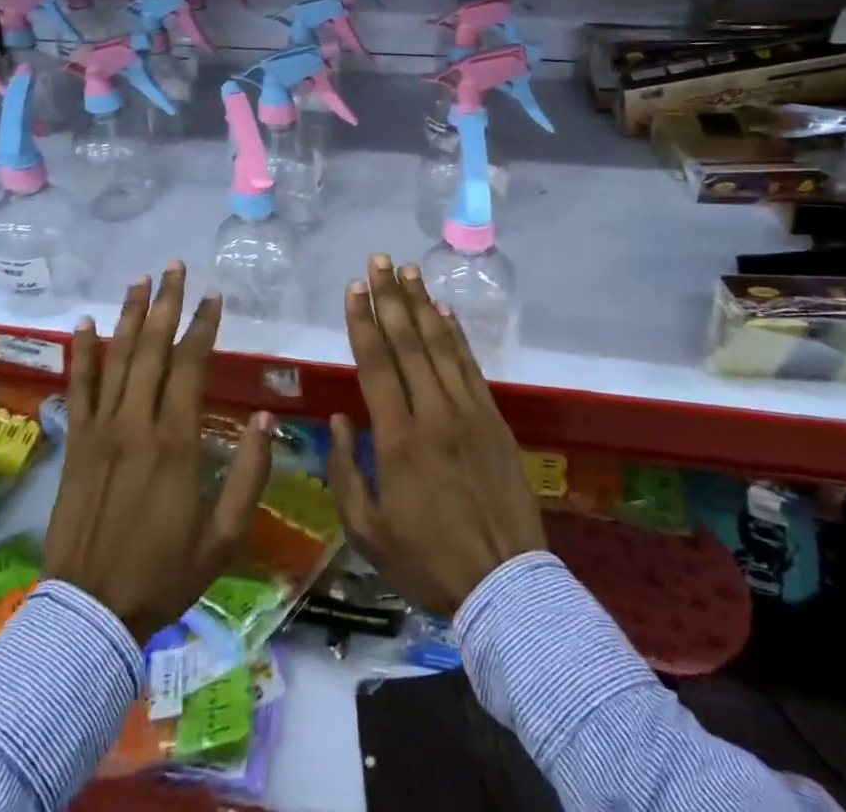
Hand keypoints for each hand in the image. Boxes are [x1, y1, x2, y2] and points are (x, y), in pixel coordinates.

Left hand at [42, 262, 274, 643]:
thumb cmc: (164, 573)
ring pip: (116, 357)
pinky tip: (85, 322)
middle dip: (166, 303)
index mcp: (175, 440)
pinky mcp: (76, 441)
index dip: (203, 326)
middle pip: (152, 348)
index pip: (190, 365)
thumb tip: (268, 419)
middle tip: (174, 267)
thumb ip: (249, 474)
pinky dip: (82, 352)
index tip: (213, 296)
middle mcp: (136, 422)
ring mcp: (100, 428)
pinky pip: (78, 386)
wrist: (90, 612)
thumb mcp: (224, 536)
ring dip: (130, 314)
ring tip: (140, 278)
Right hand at [327, 255, 545, 618]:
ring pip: (441, 347)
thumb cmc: (427, 561)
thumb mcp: (368, 531)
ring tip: (410, 271)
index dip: (364, 321)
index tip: (354, 288)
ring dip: (423, 305)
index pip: (376, 365)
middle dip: (391, 297)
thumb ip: (346, 471)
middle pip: (408, 343)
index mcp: (399, 440)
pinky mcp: (494, 421)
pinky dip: (456, 336)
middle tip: (379, 260)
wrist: (505, 585)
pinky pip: (471, 368)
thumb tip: (340, 419)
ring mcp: (469, 414)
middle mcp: (434, 415)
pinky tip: (445, 313)